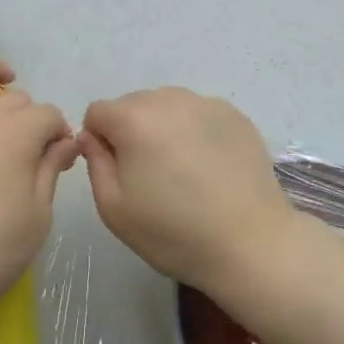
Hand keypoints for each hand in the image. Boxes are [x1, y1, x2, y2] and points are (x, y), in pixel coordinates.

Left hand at [0, 48, 75, 325]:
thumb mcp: (37, 217)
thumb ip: (51, 170)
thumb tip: (66, 140)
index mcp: (14, 138)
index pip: (46, 116)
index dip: (57, 131)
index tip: (59, 152)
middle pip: (10, 99)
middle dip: (28, 114)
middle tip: (29, 141)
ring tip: (1, 73)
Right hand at [79, 88, 294, 294]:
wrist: (252, 244)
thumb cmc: (175, 232)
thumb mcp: (114, 209)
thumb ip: (95, 163)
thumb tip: (92, 137)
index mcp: (134, 119)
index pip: (98, 112)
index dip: (99, 141)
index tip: (118, 172)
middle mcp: (168, 100)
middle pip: (132, 105)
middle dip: (132, 131)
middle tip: (150, 175)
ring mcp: (205, 103)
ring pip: (166, 105)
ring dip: (163, 128)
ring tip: (182, 170)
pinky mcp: (234, 114)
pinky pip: (198, 113)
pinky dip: (194, 130)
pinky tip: (209, 166)